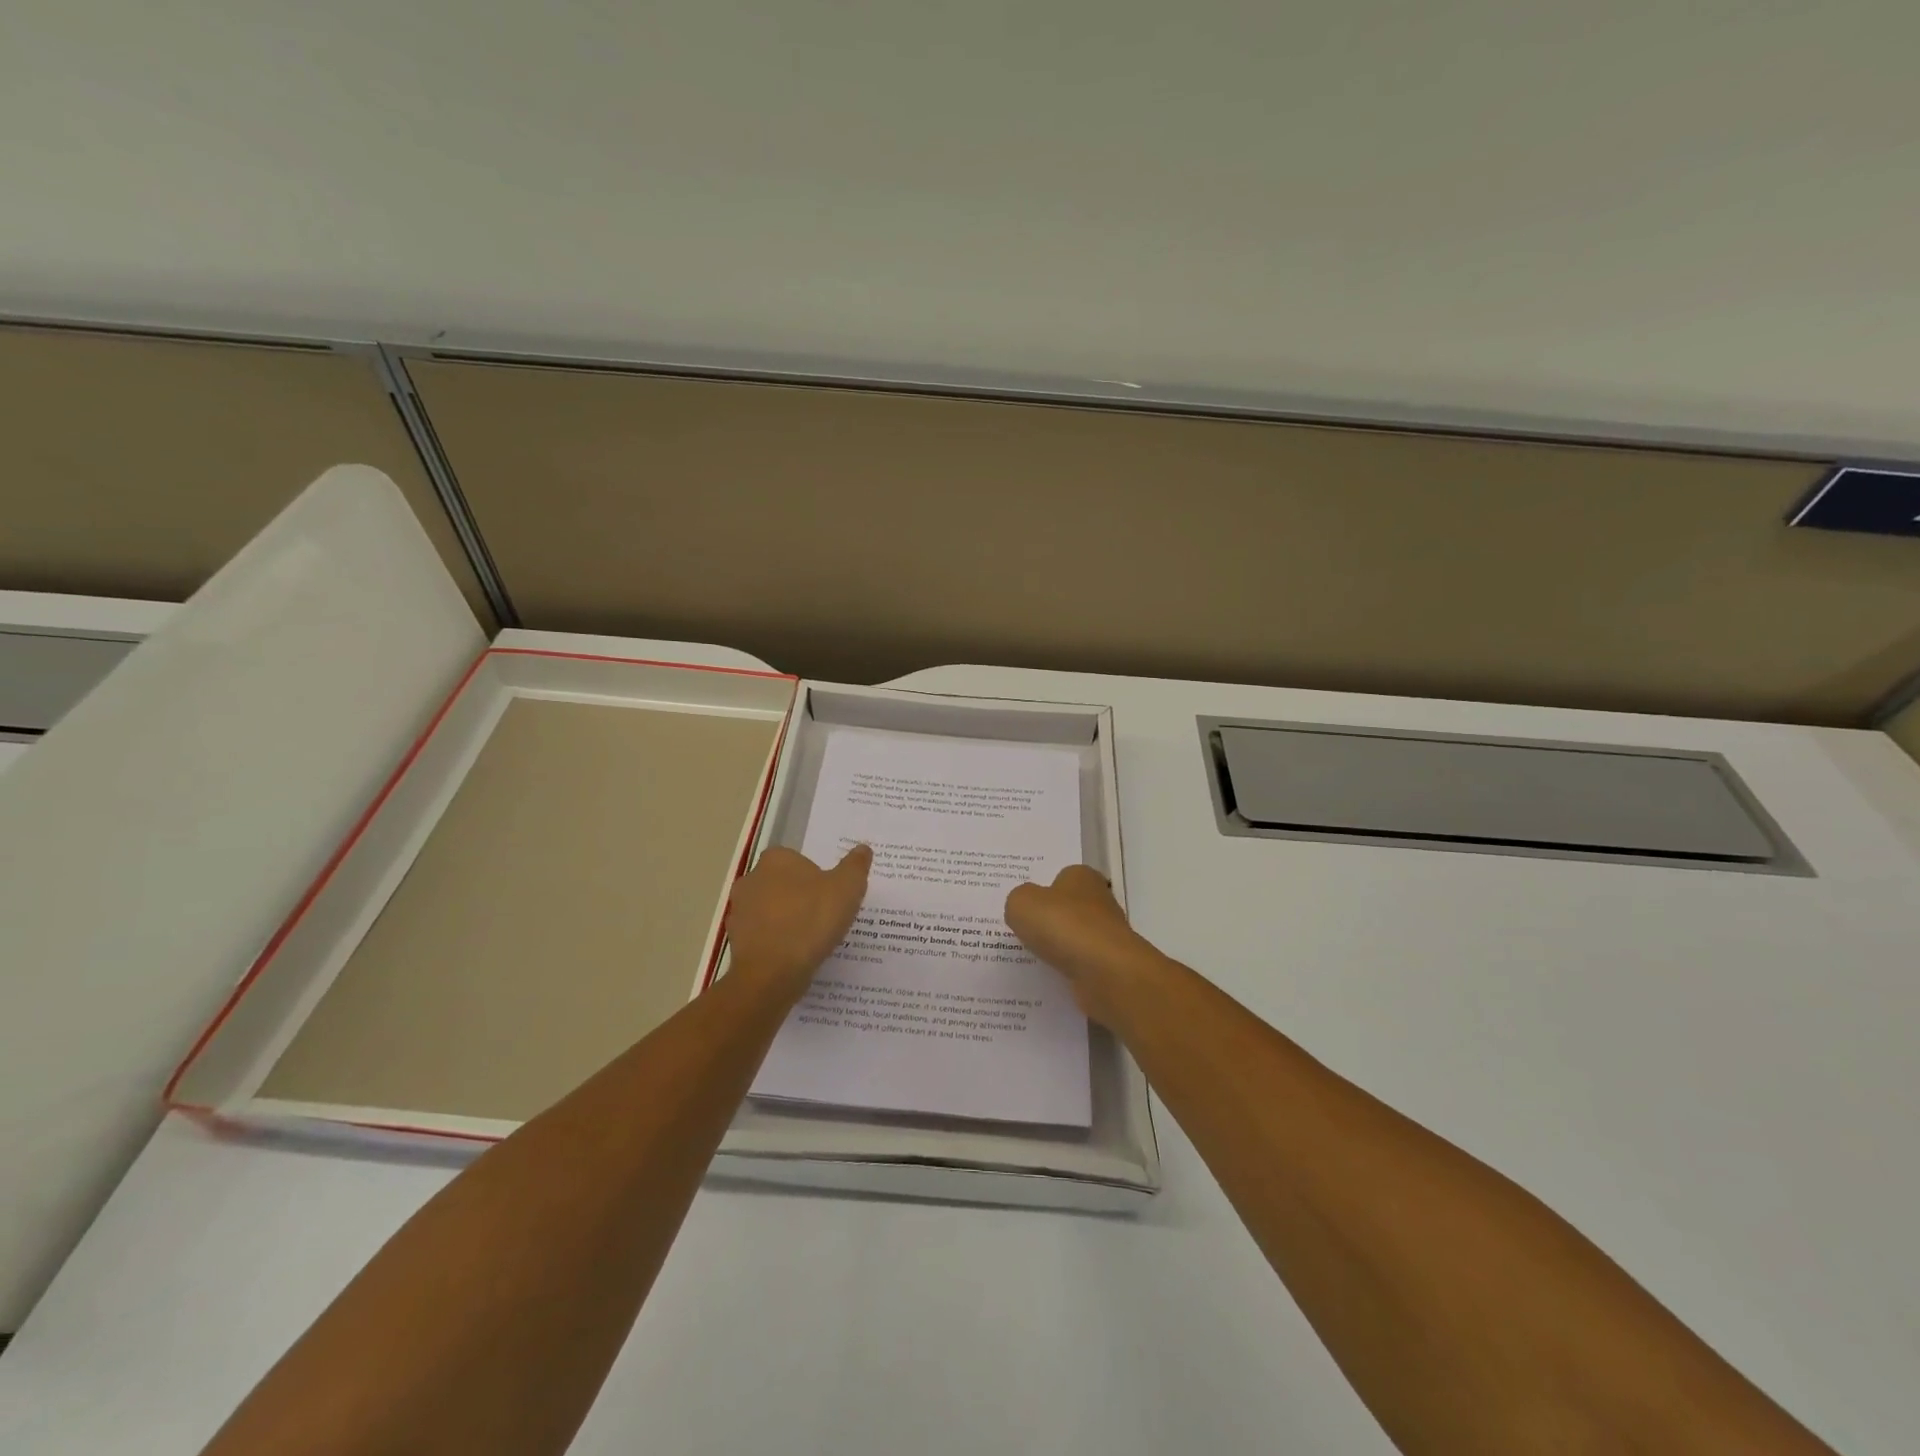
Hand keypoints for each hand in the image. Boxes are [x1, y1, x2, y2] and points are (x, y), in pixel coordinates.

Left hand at [725, 844, 871, 1001]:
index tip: (832, 895)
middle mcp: (752, 879)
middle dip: (800, 897)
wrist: (772, 973)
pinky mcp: (736, 941)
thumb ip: (855, 866)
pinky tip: (795, 957)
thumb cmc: (811, 920)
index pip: (798, 860)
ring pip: (771, 911)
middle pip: (783, 884)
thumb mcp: (847, 888)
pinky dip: (777, 943)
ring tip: (813, 940)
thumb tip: (863, 849)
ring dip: (788, 921)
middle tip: (826, 916)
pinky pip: (763, 936)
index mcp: (776, 859)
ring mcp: (739, 911)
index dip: (817, 876)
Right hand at [1004, 865, 1165, 1025]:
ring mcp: (1107, 934)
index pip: (1061, 877)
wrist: (1105, 972)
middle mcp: (1099, 901)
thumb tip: (1024, 908)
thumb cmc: (1063, 926)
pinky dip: (1066, 969)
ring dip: (1057, 947)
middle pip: (1068, 907)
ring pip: (1074, 937)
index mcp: (1081, 877)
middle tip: (1021, 931)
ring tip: (1030, 957)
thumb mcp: (1022, 903)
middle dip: (1049, 919)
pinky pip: (1079, 963)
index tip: (1024, 907)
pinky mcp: (1109, 964)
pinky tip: (1049, 976)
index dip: (1042, 890)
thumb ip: (1017, 900)